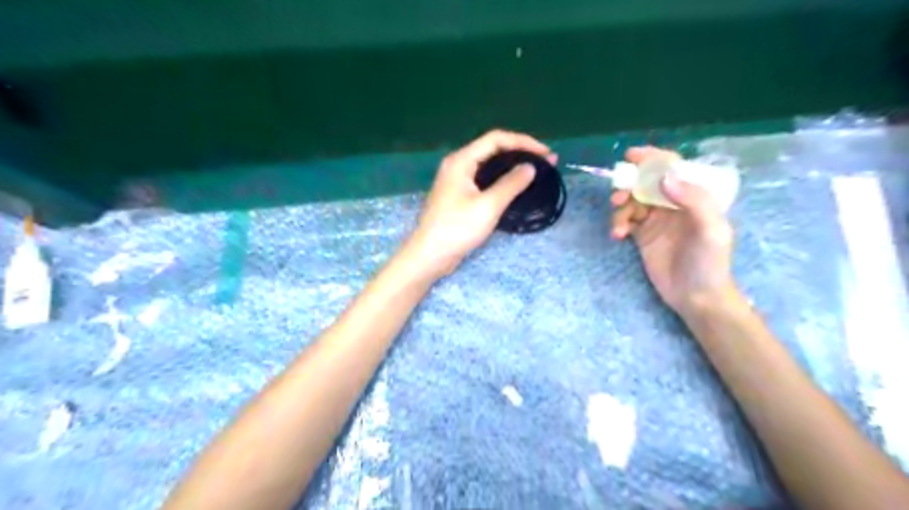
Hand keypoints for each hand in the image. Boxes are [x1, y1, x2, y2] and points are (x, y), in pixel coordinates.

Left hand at [402, 128, 554, 279]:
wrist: (430, 255)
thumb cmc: (457, 229)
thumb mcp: (488, 206)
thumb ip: (511, 184)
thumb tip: (530, 167)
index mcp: (461, 160)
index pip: (496, 139)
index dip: (523, 142)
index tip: (546, 154)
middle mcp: (458, 165)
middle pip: (492, 149)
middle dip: (520, 153)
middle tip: (546, 163)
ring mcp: (457, 180)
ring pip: (489, 165)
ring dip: (512, 167)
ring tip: (535, 173)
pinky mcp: (459, 195)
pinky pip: (484, 179)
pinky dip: (501, 180)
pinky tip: (515, 187)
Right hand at [610, 145, 736, 313]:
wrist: (697, 297)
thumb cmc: (710, 262)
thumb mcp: (711, 229)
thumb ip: (694, 200)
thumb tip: (664, 178)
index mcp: (694, 196)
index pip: (672, 169)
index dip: (652, 159)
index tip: (631, 156)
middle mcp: (673, 204)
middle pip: (646, 183)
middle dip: (629, 186)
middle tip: (618, 198)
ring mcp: (656, 220)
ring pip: (632, 202)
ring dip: (621, 208)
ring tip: (618, 226)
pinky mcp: (642, 236)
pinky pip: (625, 221)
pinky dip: (618, 224)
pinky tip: (617, 235)